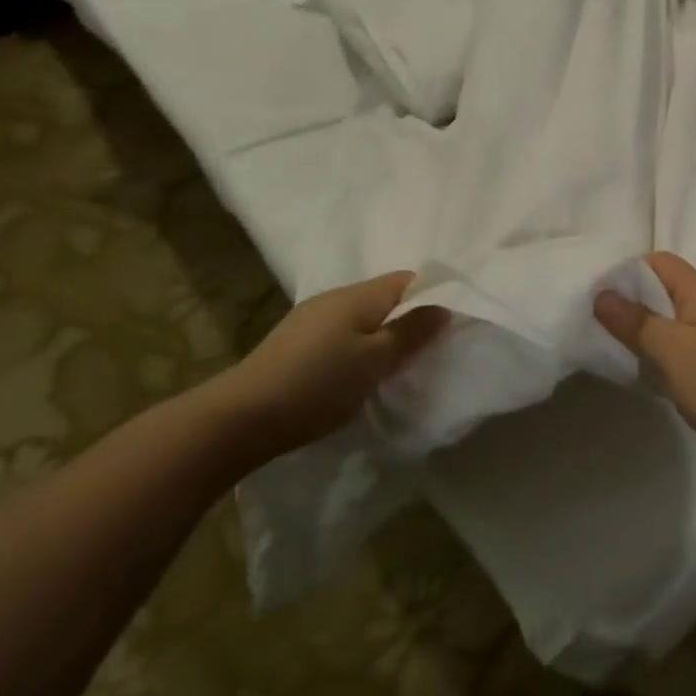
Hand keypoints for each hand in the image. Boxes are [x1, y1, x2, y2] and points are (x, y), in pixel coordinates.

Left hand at [210, 272, 448, 461]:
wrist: (244, 416)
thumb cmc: (319, 384)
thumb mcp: (376, 360)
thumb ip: (412, 332)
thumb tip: (443, 307)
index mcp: (358, 295)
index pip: (408, 280)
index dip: (434, 297)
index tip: (452, 326)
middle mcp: (334, 297)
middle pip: (385, 298)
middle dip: (410, 319)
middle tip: (431, 351)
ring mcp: (311, 319)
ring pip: (363, 317)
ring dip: (384, 336)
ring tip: (399, 365)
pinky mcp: (297, 342)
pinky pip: (343, 334)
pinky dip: (360, 347)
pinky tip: (361, 372)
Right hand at [594, 252, 695, 453]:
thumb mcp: (668, 349)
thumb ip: (634, 320)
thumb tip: (601, 295)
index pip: (662, 262)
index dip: (629, 272)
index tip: (602, 295)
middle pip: (668, 289)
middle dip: (635, 301)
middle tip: (603, 322)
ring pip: (676, 318)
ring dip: (650, 328)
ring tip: (621, 345)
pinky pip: (686, 342)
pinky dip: (666, 349)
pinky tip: (651, 368)